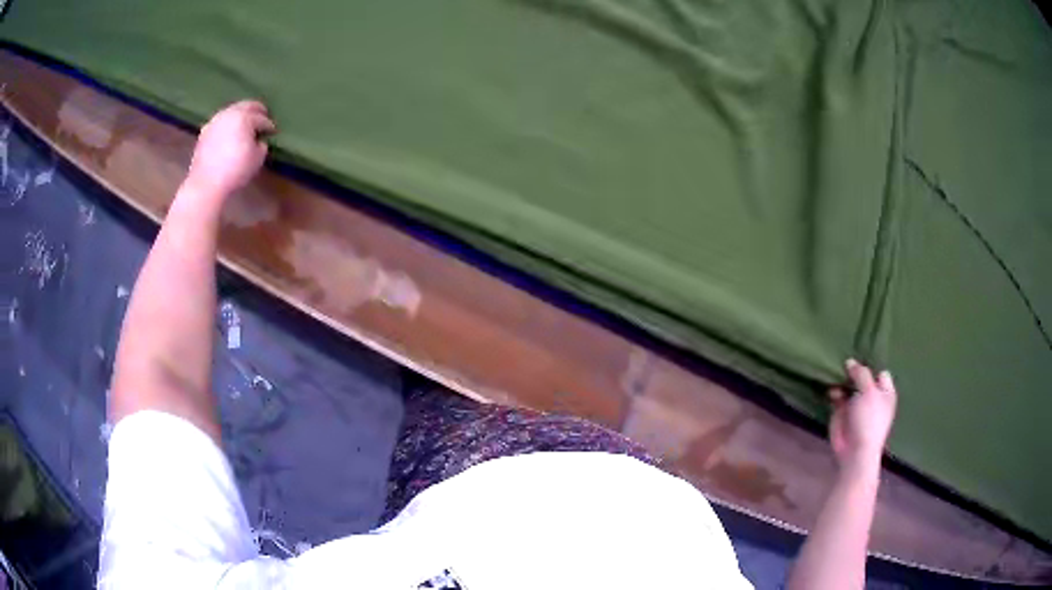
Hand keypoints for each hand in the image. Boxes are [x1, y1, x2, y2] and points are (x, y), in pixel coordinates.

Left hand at [185, 100, 274, 199]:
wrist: (206, 184)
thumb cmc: (235, 171)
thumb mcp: (257, 159)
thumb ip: (261, 145)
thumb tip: (258, 141)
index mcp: (245, 117)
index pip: (262, 119)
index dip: (269, 125)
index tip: (273, 132)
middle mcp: (230, 113)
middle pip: (247, 106)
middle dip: (257, 110)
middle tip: (263, 117)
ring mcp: (215, 121)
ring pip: (232, 111)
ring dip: (241, 115)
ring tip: (245, 125)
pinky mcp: (205, 131)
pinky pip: (221, 122)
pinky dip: (228, 124)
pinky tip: (230, 132)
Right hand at [828, 359, 896, 476]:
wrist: (855, 450)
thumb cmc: (869, 420)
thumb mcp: (869, 391)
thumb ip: (861, 373)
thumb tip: (850, 362)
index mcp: (885, 391)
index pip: (879, 371)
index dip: (870, 365)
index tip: (859, 355)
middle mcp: (871, 396)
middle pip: (862, 376)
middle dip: (853, 370)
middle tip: (843, 358)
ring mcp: (856, 404)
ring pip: (848, 385)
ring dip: (841, 379)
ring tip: (833, 371)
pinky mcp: (842, 412)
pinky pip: (837, 396)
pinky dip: (833, 391)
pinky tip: (829, 388)